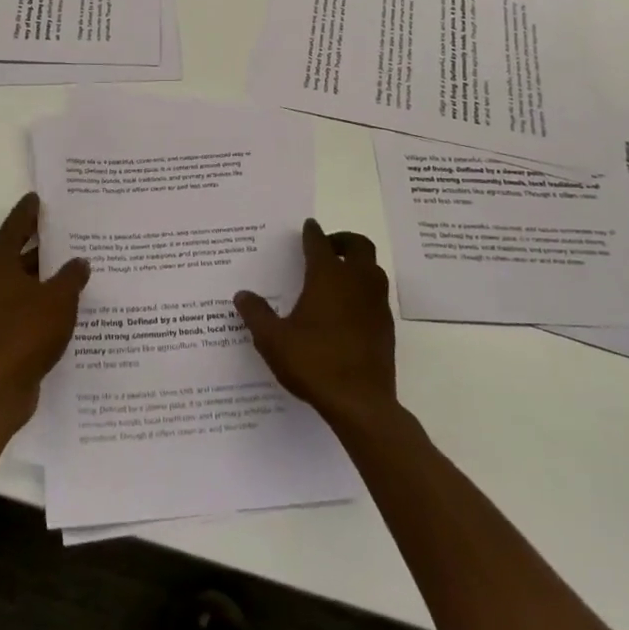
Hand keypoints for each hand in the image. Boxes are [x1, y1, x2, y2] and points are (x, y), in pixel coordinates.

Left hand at [0, 193, 88, 425]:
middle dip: (39, 243)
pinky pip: (20, 304)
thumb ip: (71, 276)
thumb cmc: (27, 333)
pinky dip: (38, 298)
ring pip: (18, 280)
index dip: (28, 212)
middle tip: (64, 230)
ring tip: (70, 267)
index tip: (39, 198)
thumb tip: (79, 262)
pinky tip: (61, 303)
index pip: (14, 227)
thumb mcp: (59, 299)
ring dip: (40, 274)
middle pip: (15, 252)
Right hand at [235, 220, 396, 429]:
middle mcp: (356, 281)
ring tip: (337, 276)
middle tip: (327, 247)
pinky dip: (363, 290)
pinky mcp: (386, 326)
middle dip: (343, 240)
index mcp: (327, 277)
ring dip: (357, 264)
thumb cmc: (314, 363)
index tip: (308, 225)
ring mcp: (376, 303)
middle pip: (359, 245)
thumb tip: (242, 295)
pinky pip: (377, 294)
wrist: (361, 404)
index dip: (312, 232)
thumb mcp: (273, 340)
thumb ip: (256, 314)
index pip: (319, 243)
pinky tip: (347, 309)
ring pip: (373, 269)